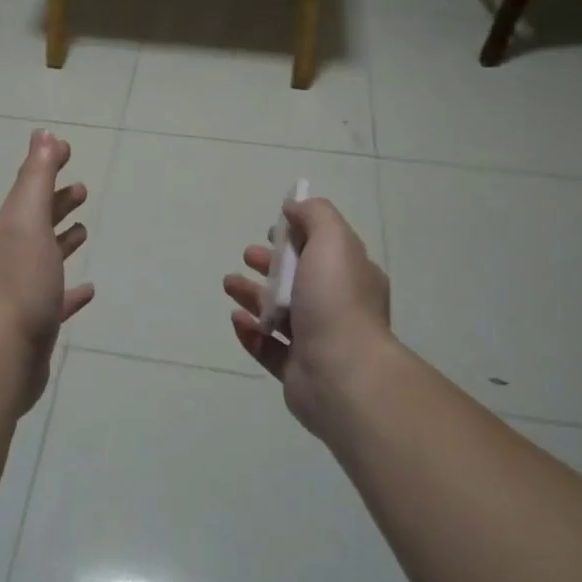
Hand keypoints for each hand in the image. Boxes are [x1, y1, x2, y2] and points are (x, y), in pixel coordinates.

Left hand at [0, 130, 94, 411]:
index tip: (66, 149)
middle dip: (56, 201)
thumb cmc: (21, 279)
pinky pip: (58, 298)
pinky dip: (72, 290)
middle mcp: (14, 255)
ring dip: (62, 239)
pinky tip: (89, 290)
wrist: (4, 351)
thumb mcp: (28, 219)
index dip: (47, 166)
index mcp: (11, 229)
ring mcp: (24, 289)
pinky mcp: (38, 321)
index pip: (30, 188)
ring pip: (46, 256)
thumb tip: (43, 134)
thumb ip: (35, 177)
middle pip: (37, 220)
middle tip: (81, 189)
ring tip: (84, 230)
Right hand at [223, 196, 396, 438]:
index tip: (272, 230)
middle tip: (247, 256)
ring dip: (252, 295)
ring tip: (229, 285)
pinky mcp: (296, 371)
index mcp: (352, 277)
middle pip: (298, 280)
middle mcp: (338, 308)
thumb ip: (315, 215)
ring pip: (279, 313)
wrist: (343, 374)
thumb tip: (294, 206)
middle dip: (270, 264)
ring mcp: (317, 342)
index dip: (297, 236)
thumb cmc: (337, 301)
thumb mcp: (333, 240)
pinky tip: (237, 319)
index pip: (324, 249)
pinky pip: (268, 347)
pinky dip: (250, 332)